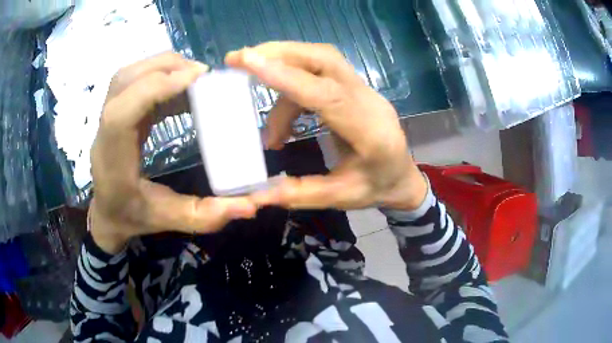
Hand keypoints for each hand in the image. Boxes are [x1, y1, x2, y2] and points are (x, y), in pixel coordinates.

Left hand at [90, 52, 257, 253]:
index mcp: (112, 159)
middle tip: (202, 73)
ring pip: (129, 74)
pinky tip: (181, 87)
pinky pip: (135, 80)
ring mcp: (107, 116)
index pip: (121, 112)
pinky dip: (160, 75)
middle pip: (125, 81)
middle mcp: (104, 131)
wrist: (106, 213)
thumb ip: (206, 215)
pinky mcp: (118, 110)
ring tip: (193, 75)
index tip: (196, 78)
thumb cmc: (129, 217)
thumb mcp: (167, 220)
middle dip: (165, 67)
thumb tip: (251, 206)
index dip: (155, 87)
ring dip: (162, 66)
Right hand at [226, 42, 427, 210]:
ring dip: (281, 72)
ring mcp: (363, 89)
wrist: (403, 177)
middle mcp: (368, 100)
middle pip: (324, 58)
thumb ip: (299, 193)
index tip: (248, 61)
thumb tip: (257, 193)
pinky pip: (319, 72)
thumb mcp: (341, 198)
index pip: (327, 94)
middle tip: (239, 59)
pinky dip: (290, 87)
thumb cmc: (377, 187)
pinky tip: (280, 121)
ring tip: (258, 111)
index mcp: (370, 131)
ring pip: (319, 60)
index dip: (287, 76)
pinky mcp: (353, 88)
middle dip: (278, 53)